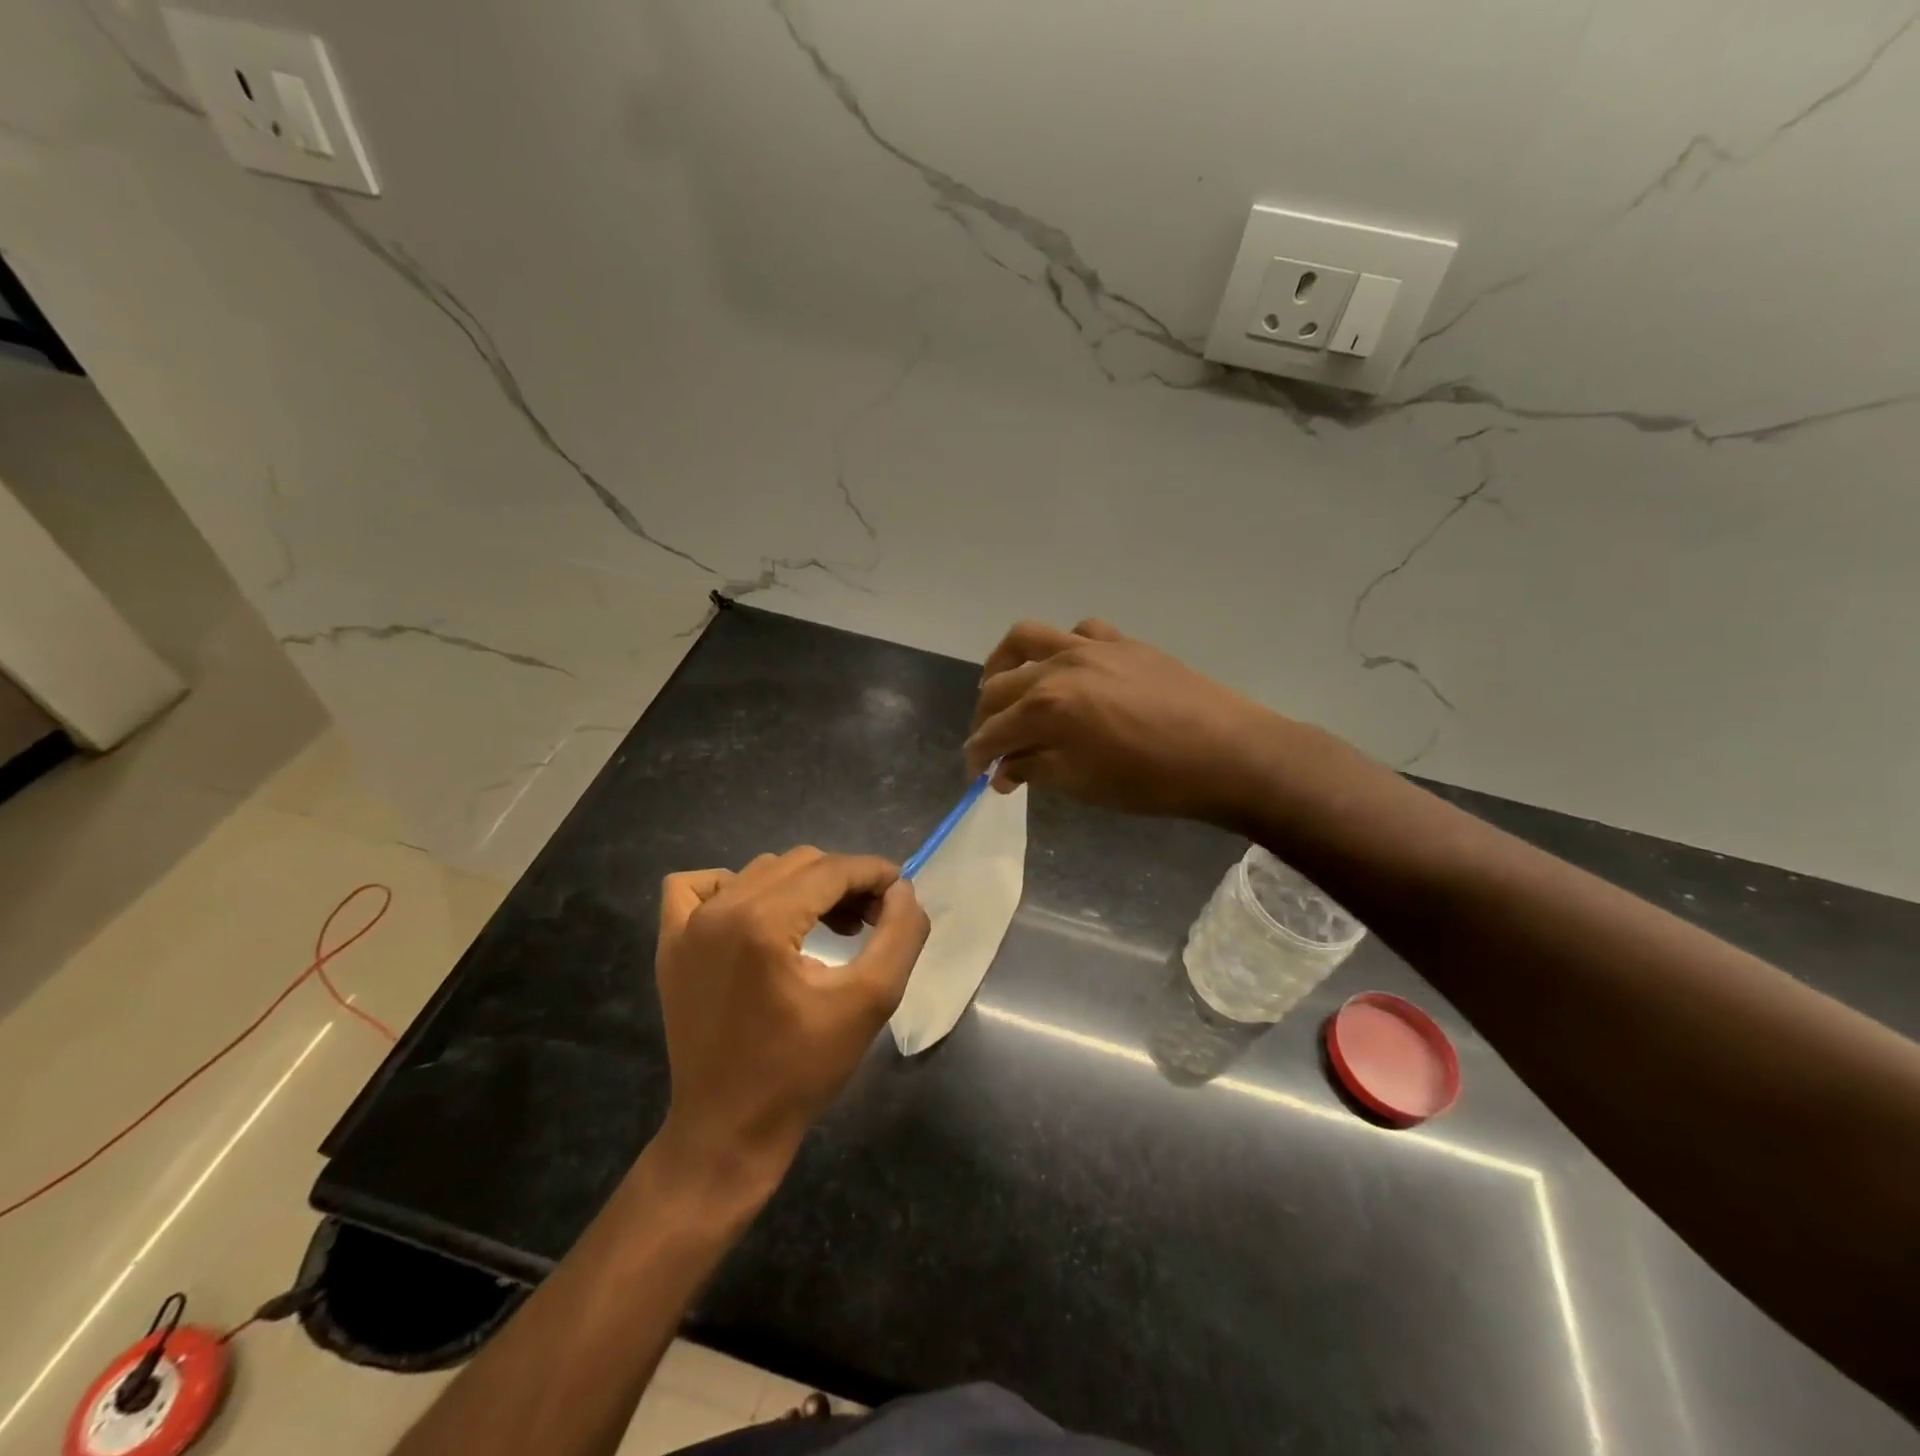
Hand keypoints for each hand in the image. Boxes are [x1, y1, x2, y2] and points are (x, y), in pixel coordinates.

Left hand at [652, 847, 929, 1190]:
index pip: (831, 870)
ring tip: (831, 925)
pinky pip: (695, 887)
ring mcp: (686, 926)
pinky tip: (755, 915)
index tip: (900, 892)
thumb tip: (902, 890)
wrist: (728, 1131)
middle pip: (799, 864)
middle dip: (844, 882)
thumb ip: (899, 935)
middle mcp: (719, 910)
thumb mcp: (870, 1002)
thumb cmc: (802, 1070)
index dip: (873, 874)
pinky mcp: (670, 946)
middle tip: (873, 918)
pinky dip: (731, 886)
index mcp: (763, 922)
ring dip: (802, 886)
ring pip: (759, 872)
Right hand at [966, 618, 1278, 822]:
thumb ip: (1035, 769)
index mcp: (1046, 707)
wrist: (1226, 753)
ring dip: (1005, 663)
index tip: (976, 773)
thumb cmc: (1151, 781)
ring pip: (1027, 638)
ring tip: (1003, 686)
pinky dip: (1061, 648)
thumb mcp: (1083, 784)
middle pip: (1000, 686)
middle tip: (990, 744)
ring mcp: (1091, 647)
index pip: (993, 731)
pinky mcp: (1122, 642)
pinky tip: (1067, 669)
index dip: (978, 754)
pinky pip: (1079, 632)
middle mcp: (1059, 667)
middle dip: (985, 718)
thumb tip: (1004, 770)